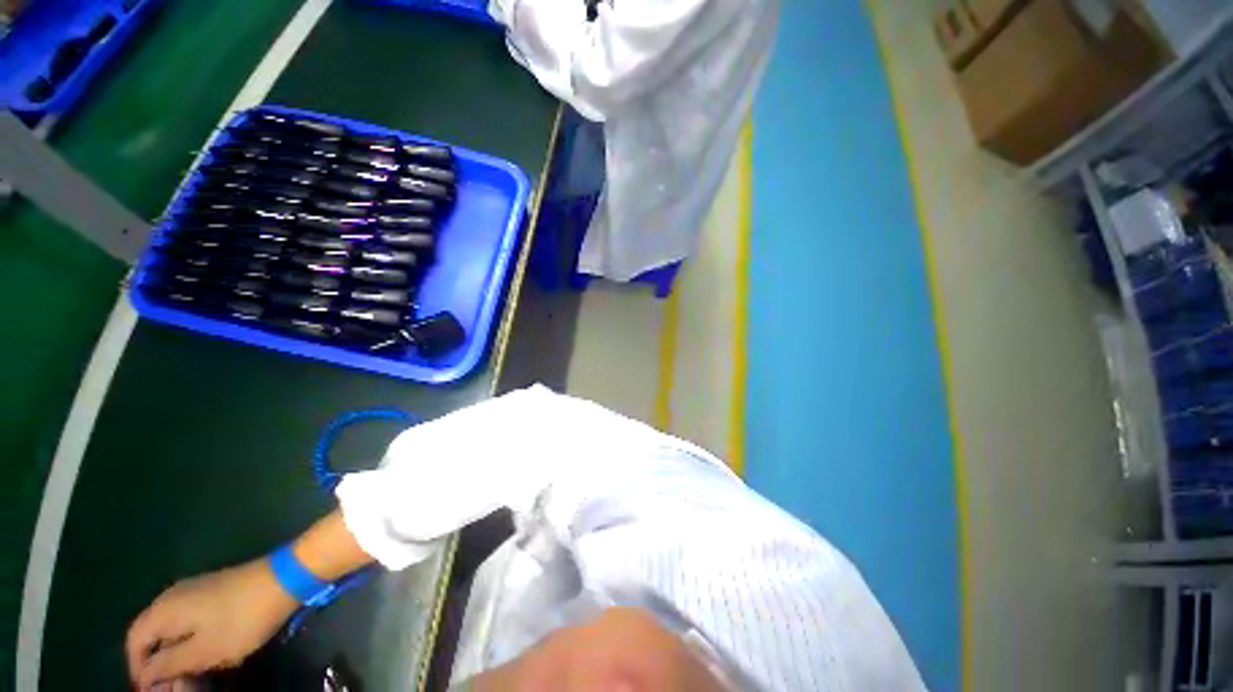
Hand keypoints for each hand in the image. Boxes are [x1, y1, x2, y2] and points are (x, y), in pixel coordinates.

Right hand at [125, 558, 297, 689]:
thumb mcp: (202, 651)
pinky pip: (192, 621)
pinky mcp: (214, 591)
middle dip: (160, 664)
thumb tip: (144, 676)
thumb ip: (168, 664)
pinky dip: (194, 640)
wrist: (284, 578)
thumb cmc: (241, 619)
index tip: (154, 691)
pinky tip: (210, 654)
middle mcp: (172, 596)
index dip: (138, 669)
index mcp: (162, 609)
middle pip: (152, 635)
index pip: (134, 642)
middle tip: (178, 685)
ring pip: (173, 629)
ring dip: (178, 654)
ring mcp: (195, 591)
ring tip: (194, 675)